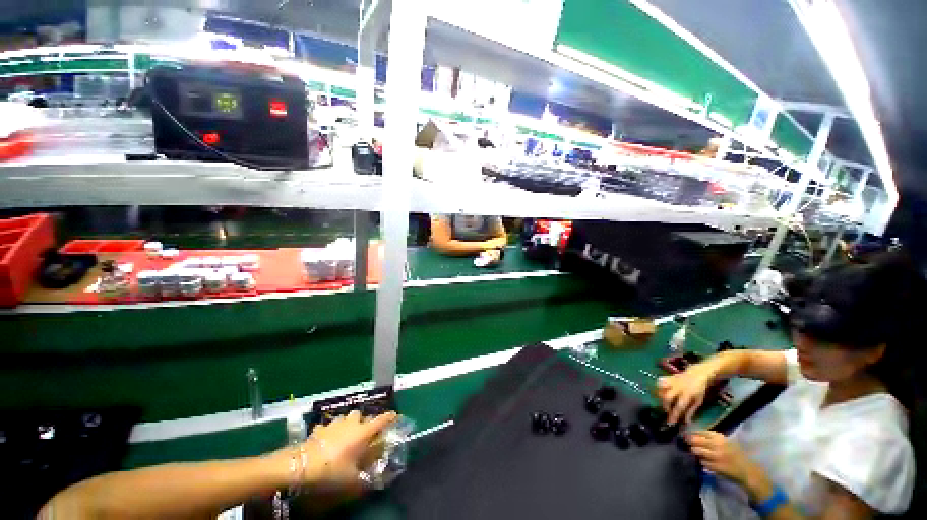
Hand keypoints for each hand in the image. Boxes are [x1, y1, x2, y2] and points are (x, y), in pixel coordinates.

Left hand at [275, 411, 397, 492]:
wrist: (299, 466)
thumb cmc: (331, 471)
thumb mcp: (352, 480)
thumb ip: (367, 477)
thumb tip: (378, 477)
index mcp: (363, 432)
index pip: (381, 420)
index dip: (390, 417)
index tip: (396, 416)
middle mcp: (351, 423)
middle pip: (361, 415)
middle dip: (364, 422)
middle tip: (364, 435)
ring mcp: (334, 424)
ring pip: (346, 418)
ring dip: (348, 424)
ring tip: (346, 437)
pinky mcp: (319, 429)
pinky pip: (329, 426)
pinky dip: (331, 431)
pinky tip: (327, 441)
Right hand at [656, 365, 711, 423]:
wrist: (696, 374)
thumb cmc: (699, 390)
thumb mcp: (698, 401)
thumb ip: (691, 411)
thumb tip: (686, 422)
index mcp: (687, 394)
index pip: (679, 407)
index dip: (674, 415)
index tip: (669, 423)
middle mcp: (678, 387)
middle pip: (667, 397)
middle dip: (665, 406)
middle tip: (667, 411)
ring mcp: (672, 381)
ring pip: (660, 388)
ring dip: (660, 396)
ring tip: (664, 402)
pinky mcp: (668, 377)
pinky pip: (659, 382)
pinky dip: (658, 387)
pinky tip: (659, 391)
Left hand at [686, 431, 752, 484]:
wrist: (748, 471)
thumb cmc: (736, 454)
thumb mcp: (725, 441)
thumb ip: (711, 437)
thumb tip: (694, 433)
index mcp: (720, 437)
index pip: (700, 432)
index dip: (693, 433)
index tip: (687, 433)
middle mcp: (716, 445)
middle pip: (695, 440)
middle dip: (690, 441)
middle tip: (687, 442)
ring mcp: (715, 456)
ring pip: (697, 451)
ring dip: (695, 451)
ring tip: (695, 452)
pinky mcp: (715, 467)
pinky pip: (702, 462)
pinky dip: (701, 461)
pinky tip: (704, 461)